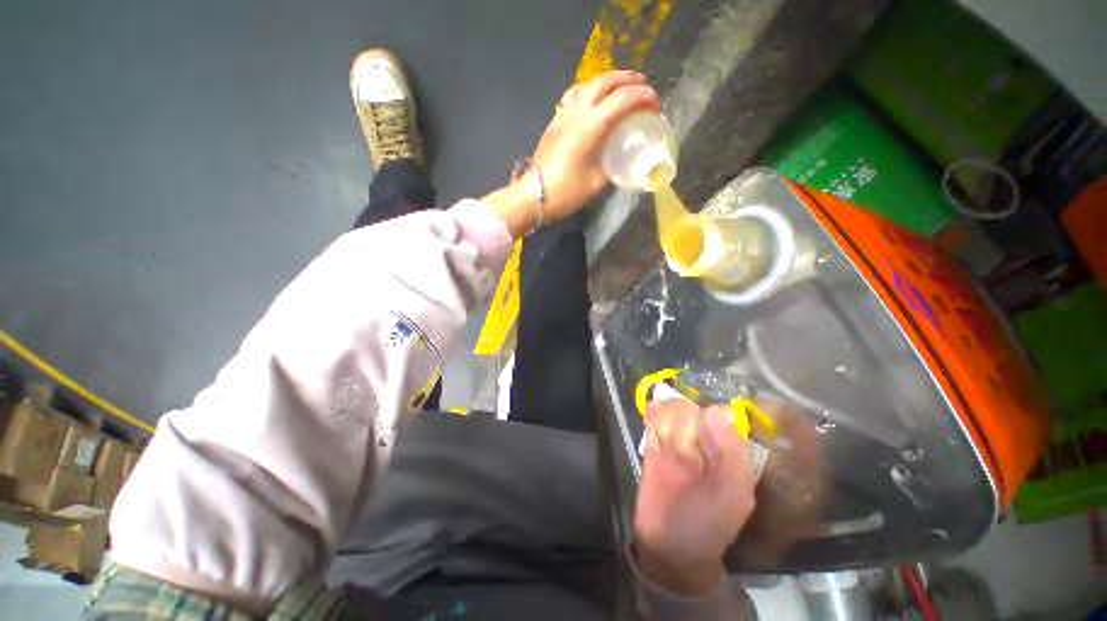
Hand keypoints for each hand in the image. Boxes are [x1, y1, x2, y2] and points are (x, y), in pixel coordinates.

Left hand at [484, 71, 660, 236]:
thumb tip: (622, 155)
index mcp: (591, 126)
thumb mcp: (598, 182)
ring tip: (620, 90)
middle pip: (605, 81)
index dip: (643, 97)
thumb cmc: (567, 192)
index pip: (623, 98)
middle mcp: (577, 112)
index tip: (655, 106)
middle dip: (628, 79)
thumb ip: (613, 164)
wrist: (535, 195)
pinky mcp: (555, 121)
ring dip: (608, 81)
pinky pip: (574, 95)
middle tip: (643, 86)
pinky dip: (590, 91)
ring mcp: (563, 114)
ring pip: (588, 84)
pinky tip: (594, 103)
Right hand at [634, 400, 756, 595]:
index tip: (701, 444)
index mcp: (728, 449)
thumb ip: (732, 453)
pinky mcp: (654, 443)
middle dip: (683, 426)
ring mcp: (677, 439)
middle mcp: (703, 438)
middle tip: (682, 455)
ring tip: (666, 447)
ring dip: (665, 423)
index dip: (705, 422)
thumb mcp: (734, 494)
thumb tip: (720, 409)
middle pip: (688, 408)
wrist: (672, 545)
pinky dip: (652, 415)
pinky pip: (653, 416)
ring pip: (669, 409)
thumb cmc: (709, 524)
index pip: (716, 412)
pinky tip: (653, 428)